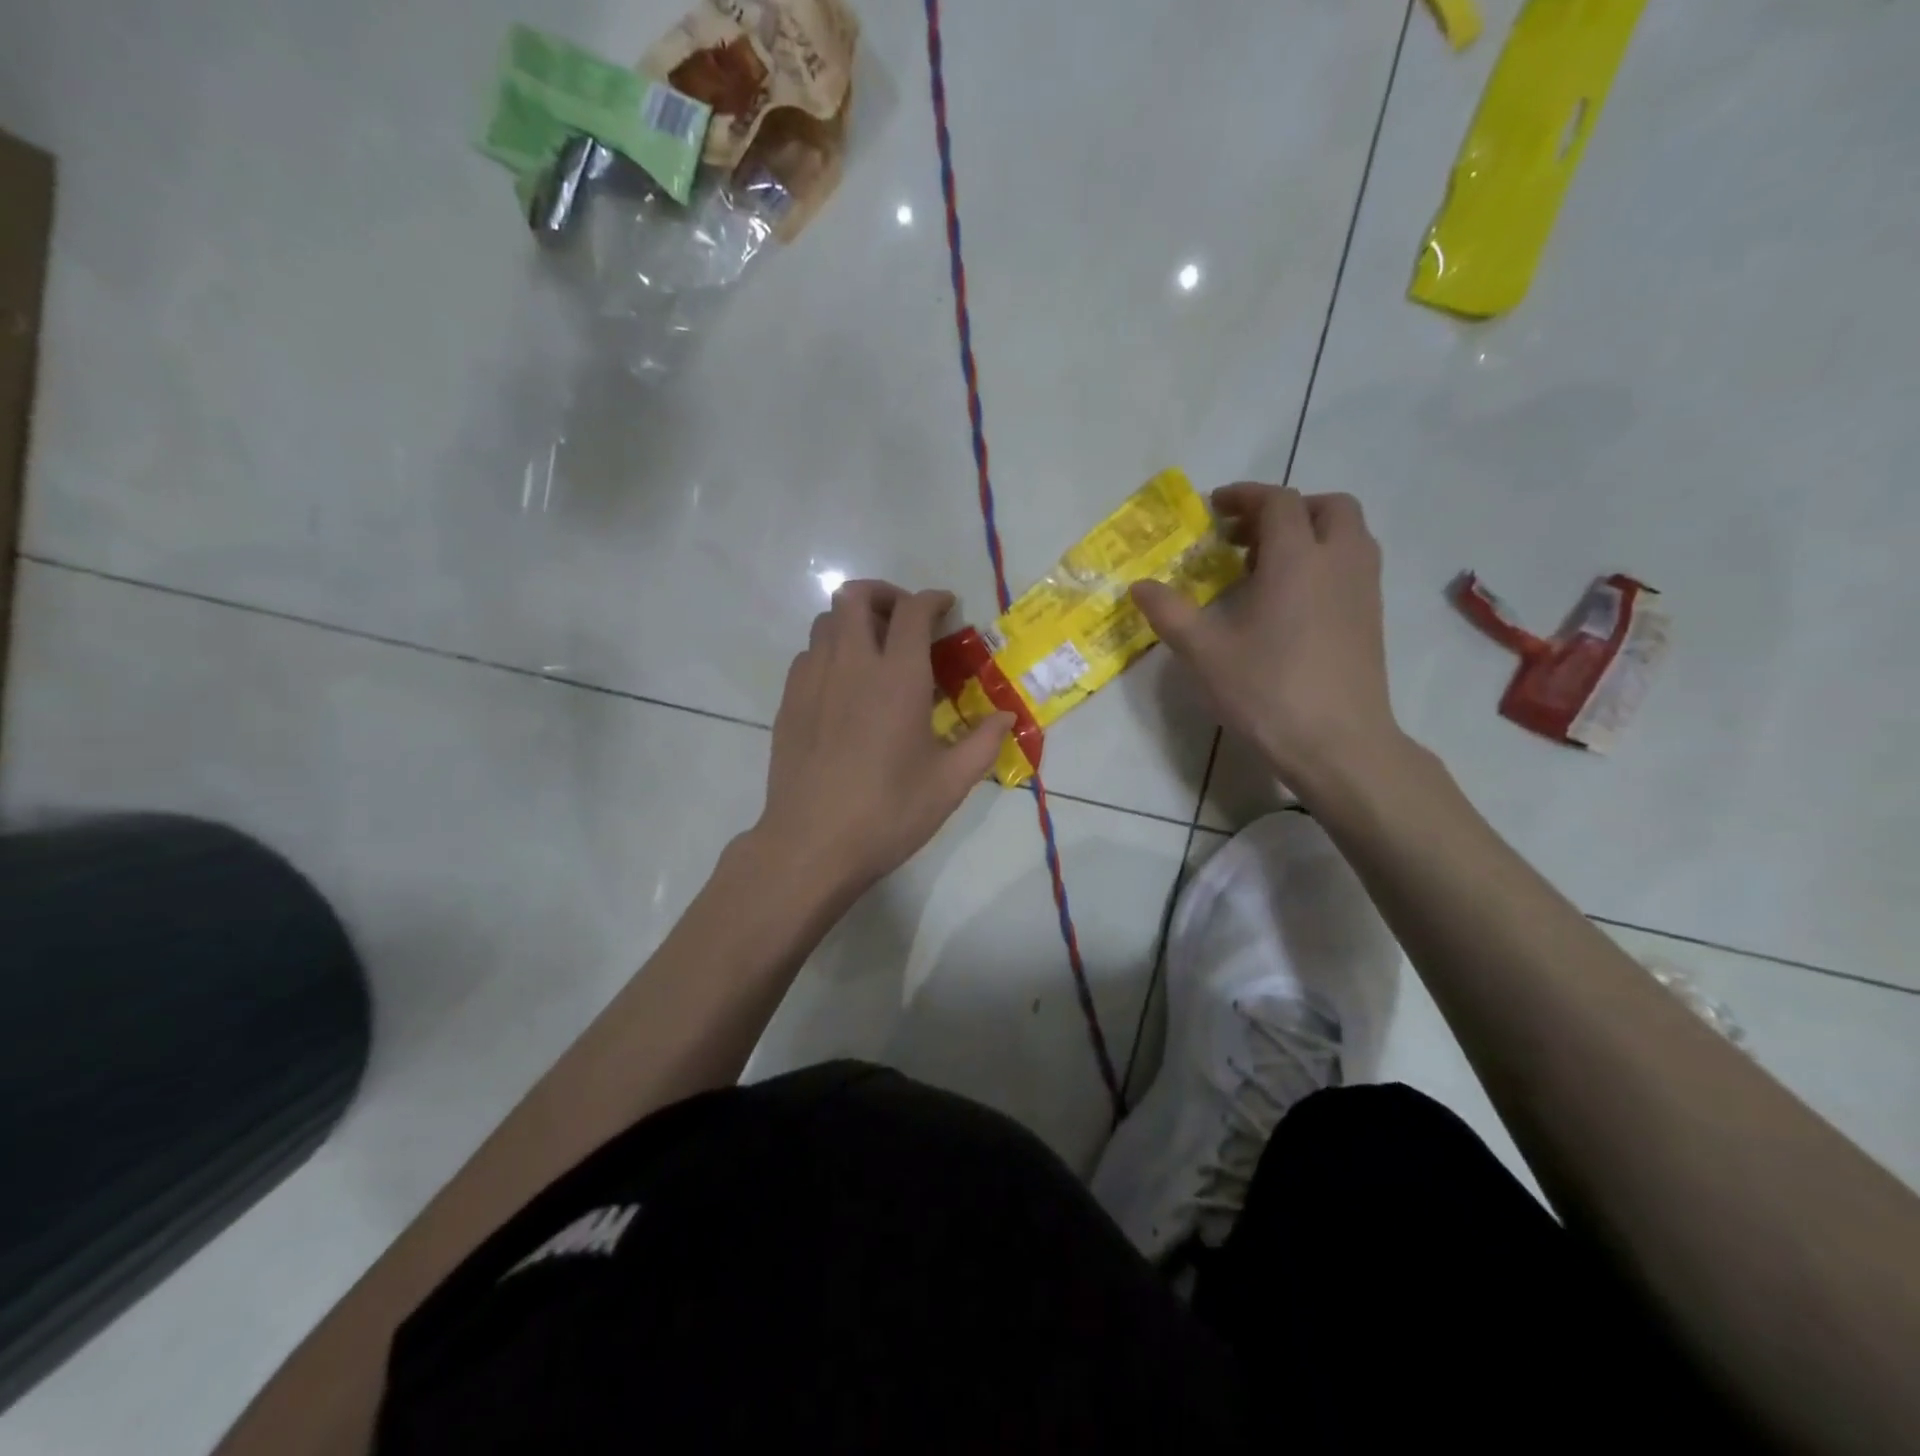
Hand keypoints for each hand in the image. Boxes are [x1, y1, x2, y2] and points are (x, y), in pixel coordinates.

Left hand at [755, 580, 1011, 898]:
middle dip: (884, 594)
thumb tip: (1007, 716)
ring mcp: (813, 680)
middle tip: (906, 620)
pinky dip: (830, 652)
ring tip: (875, 651)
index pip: (913, 612)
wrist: (811, 845)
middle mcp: (851, 665)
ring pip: (826, 621)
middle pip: (855, 596)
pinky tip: (844, 686)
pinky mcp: (788, 702)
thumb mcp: (950, 783)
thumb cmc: (887, 813)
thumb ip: (983, 742)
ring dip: (853, 621)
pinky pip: (808, 654)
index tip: (946, 607)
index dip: (932, 599)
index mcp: (897, 678)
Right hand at [1132, 483, 1402, 792]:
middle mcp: (1339, 561)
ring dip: (1310, 532)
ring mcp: (1364, 589)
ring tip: (1268, 565)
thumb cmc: (1267, 692)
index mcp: (1297, 559)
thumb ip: (1170, 613)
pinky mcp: (1373, 617)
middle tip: (1247, 536)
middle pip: (1326, 506)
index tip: (1216, 507)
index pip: (1278, 502)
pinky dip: (1325, 560)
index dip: (1245, 496)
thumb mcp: (1205, 653)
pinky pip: (1353, 564)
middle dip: (1286, 509)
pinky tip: (1293, 601)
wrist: (1338, 743)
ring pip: (1348, 534)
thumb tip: (1139, 586)